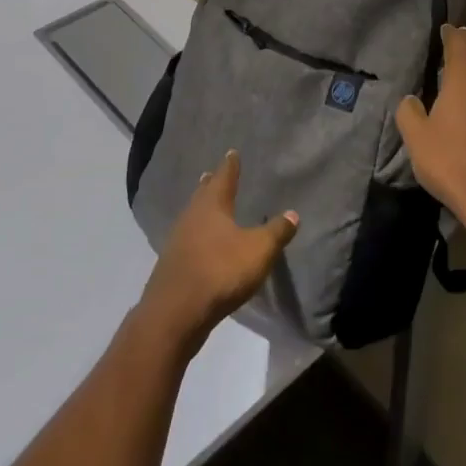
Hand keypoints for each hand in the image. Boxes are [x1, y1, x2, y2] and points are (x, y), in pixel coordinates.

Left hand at [138, 151, 297, 348]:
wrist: (176, 312)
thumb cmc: (220, 271)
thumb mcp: (258, 251)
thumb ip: (276, 232)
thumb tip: (293, 213)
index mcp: (212, 206)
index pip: (224, 178)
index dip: (230, 166)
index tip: (231, 152)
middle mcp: (192, 216)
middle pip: (203, 195)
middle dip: (210, 185)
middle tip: (212, 175)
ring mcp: (178, 241)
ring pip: (192, 217)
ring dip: (201, 210)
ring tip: (208, 206)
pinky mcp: (172, 265)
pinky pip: (188, 240)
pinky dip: (196, 235)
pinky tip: (201, 243)